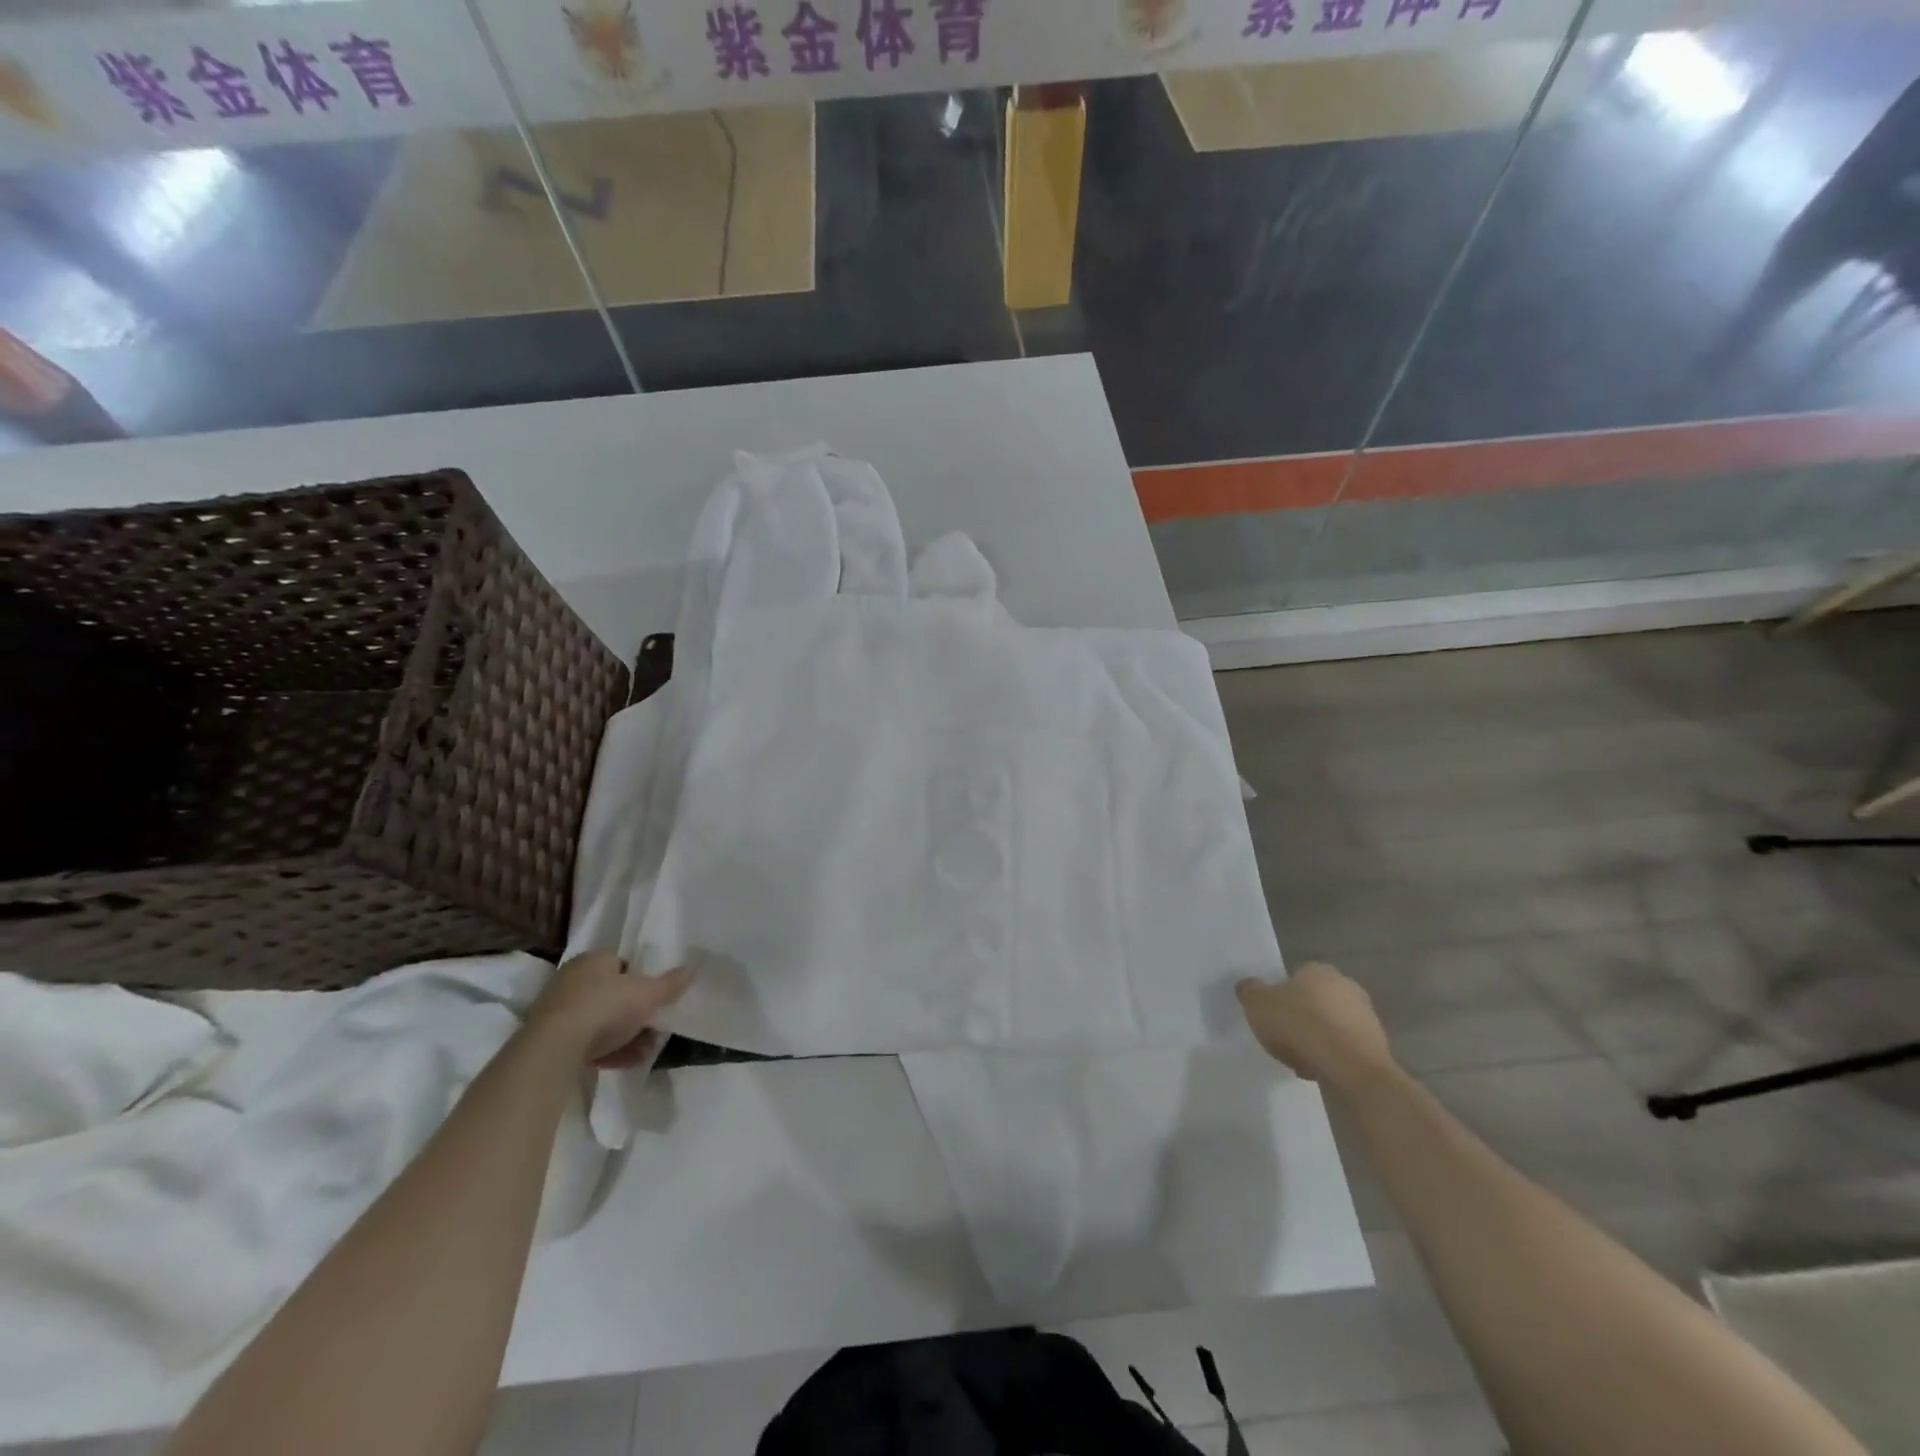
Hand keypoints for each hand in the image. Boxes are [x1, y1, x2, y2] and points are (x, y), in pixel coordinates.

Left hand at [528, 953, 693, 1068]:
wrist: (555, 1049)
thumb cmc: (605, 1007)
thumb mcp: (648, 994)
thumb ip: (671, 983)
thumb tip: (693, 968)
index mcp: (594, 960)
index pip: (622, 964)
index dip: (641, 980)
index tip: (655, 998)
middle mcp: (572, 979)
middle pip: (612, 994)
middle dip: (635, 1012)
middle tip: (653, 1027)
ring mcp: (558, 1011)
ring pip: (600, 1021)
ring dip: (624, 1035)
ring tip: (645, 1051)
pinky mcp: (549, 1040)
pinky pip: (586, 1042)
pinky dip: (607, 1050)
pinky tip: (626, 1062)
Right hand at [1236, 962, 1397, 1093]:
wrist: (1352, 1068)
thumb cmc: (1301, 1026)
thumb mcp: (1258, 1004)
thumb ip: (1249, 991)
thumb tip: (1248, 986)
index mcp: (1318, 970)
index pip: (1294, 977)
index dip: (1281, 996)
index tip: (1272, 1016)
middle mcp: (1346, 986)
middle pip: (1314, 1000)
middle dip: (1301, 1017)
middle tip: (1284, 1037)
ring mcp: (1366, 1015)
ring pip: (1330, 1025)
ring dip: (1317, 1038)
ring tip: (1300, 1059)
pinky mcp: (1378, 1044)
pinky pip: (1345, 1047)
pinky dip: (1333, 1056)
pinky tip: (1319, 1069)